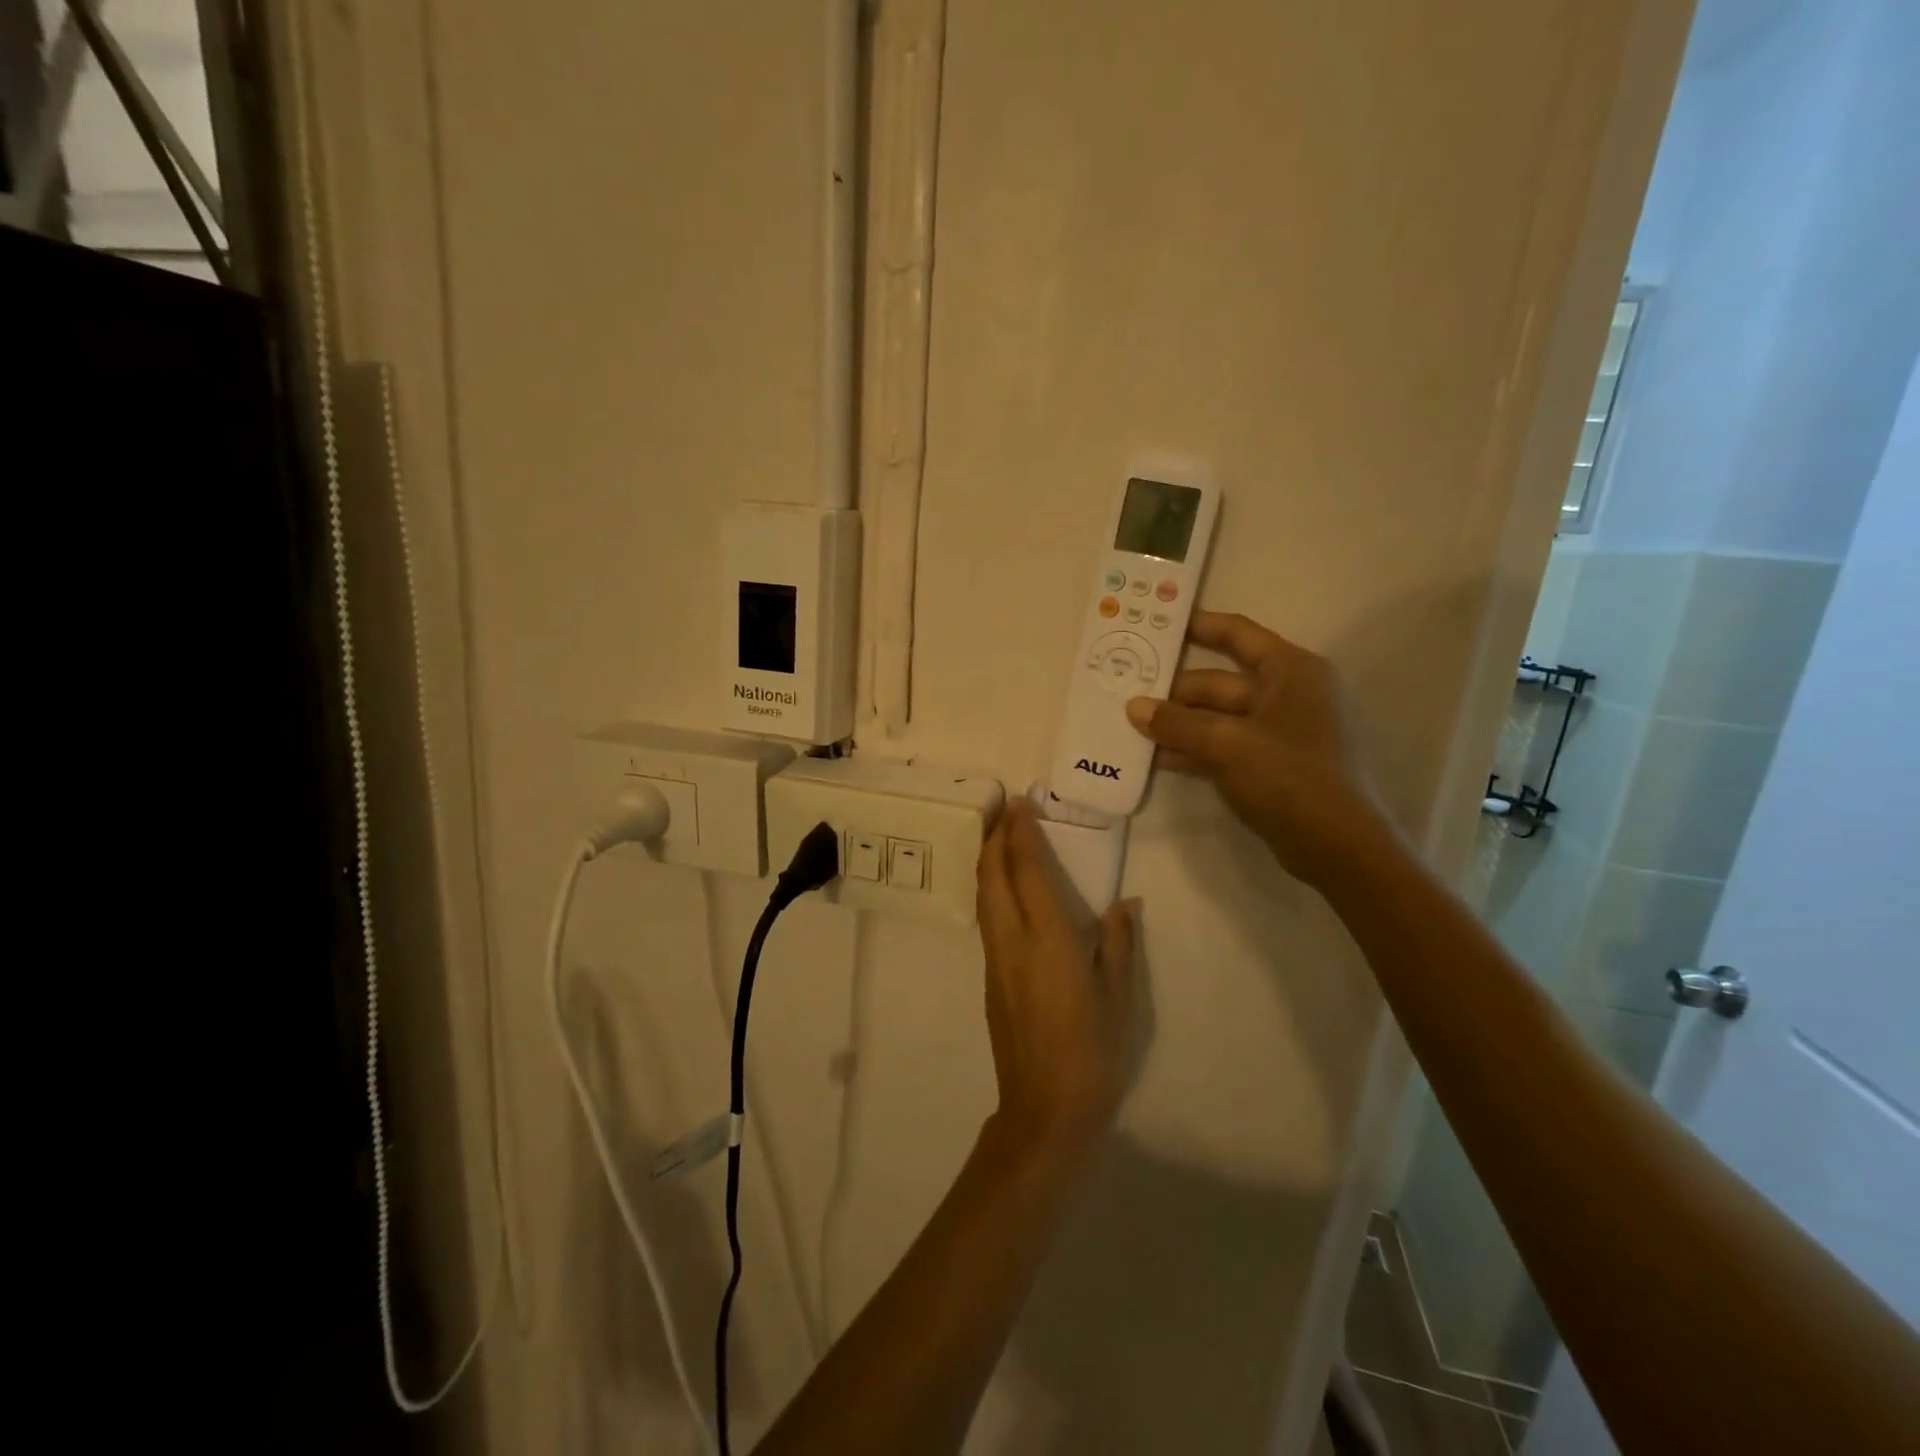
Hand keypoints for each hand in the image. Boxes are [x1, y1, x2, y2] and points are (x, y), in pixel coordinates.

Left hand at [975, 799, 1136, 1159]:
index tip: (1021, 803)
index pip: (1027, 870)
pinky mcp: (989, 979)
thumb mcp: (1119, 997)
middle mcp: (1012, 941)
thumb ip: (1119, 944)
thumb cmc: (1093, 1053)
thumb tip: (1124, 904)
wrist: (1045, 1109)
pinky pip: (986, 918)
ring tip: (1000, 838)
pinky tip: (1005, 889)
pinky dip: (990, 889)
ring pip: (983, 896)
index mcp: (1047, 940)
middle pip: (991, 875)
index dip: (1021, 833)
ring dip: (987, 861)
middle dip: (994, 837)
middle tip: (1005, 810)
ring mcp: (995, 960)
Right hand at [1125, 610, 1390, 887]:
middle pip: (1219, 682)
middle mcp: (1287, 694)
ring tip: (1132, 727)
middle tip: (1127, 692)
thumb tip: (1133, 707)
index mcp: (1290, 671)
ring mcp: (1278, 732)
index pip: (1238, 635)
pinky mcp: (1269, 765)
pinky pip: (1223, 746)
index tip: (1159, 625)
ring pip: (1217, 717)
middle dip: (1175, 691)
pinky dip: (1193, 750)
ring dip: (1179, 723)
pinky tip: (1157, 758)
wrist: (1336, 846)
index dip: (1199, 626)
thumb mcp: (1227, 744)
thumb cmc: (1290, 776)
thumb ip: (1177, 723)